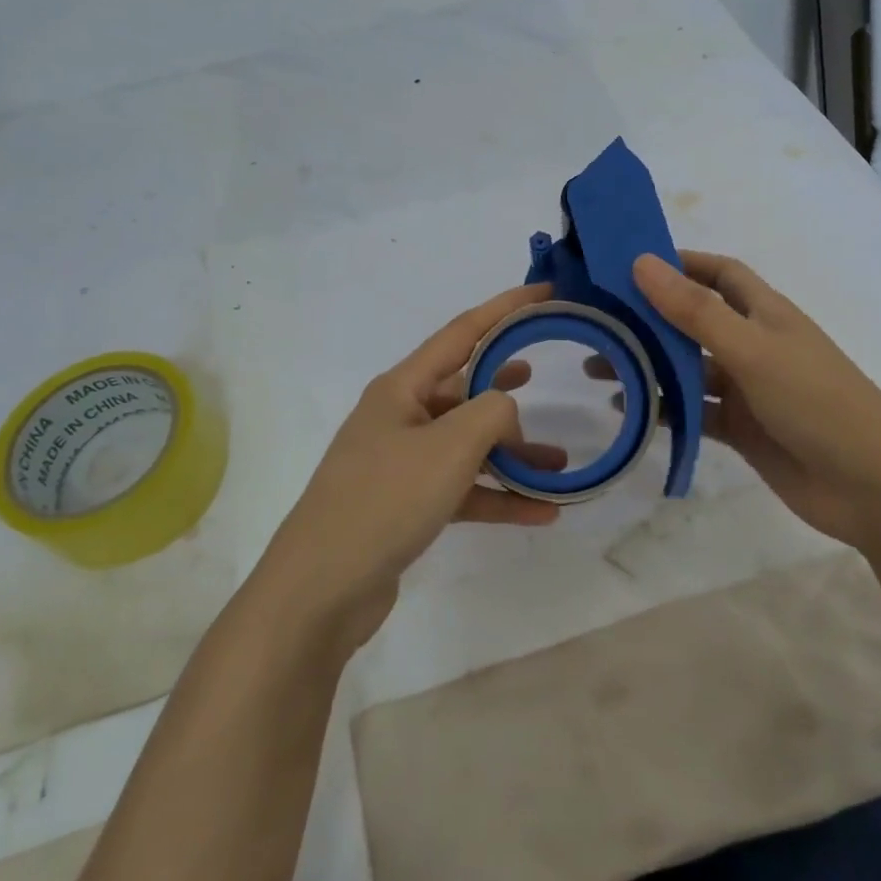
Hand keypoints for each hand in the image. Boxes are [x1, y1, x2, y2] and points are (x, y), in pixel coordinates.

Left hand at [256, 283, 564, 648]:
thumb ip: (492, 412)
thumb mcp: (450, 446)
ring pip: (467, 444)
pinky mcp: (406, 505)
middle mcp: (400, 417)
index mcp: (402, 388)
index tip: (545, 292)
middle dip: (507, 385)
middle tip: (544, 375)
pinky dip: (497, 496)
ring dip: (511, 454)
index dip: (505, 308)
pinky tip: (539, 512)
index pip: (462, 332)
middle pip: (464, 388)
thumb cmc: (385, 499)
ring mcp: (401, 463)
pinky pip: (462, 489)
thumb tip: (506, 410)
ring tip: (558, 465)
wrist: (322, 589)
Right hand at [596, 252, 880, 546]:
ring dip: (649, 366)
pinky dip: (664, 409)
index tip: (630, 264)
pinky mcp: (741, 429)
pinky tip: (630, 410)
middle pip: (694, 321)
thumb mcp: (752, 350)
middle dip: (650, 319)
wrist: (872, 488)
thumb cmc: (817, 402)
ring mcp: (748, 389)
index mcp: (766, 313)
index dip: (681, 264)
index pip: (719, 274)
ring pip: (688, 369)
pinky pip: (693, 411)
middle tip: (598, 320)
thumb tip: (642, 262)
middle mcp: (754, 344)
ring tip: (599, 368)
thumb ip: (695, 311)